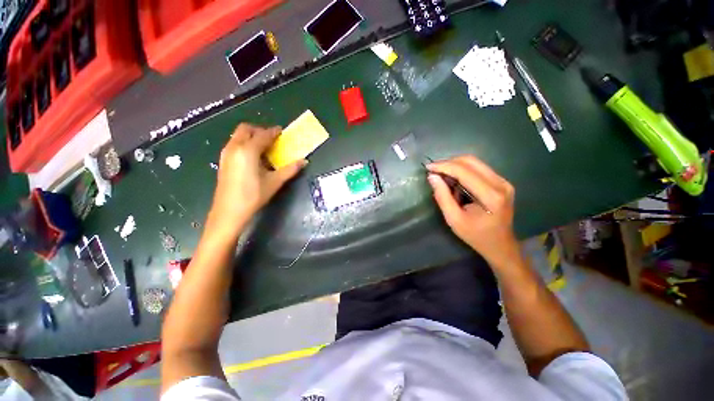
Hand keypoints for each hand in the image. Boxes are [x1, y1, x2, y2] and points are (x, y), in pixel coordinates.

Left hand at [211, 123, 305, 226]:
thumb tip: (304, 161)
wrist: (229, 212)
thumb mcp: (275, 182)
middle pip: (246, 129)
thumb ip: (290, 169)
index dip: (274, 132)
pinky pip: (235, 144)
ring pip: (239, 136)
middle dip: (260, 131)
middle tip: (272, 140)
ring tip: (265, 149)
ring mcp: (226, 153)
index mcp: (248, 150)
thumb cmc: (253, 196)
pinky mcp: (223, 161)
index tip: (282, 131)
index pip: (263, 135)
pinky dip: (245, 144)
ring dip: (252, 137)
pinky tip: (253, 159)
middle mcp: (234, 147)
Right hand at [427, 155, 519, 267]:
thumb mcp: (454, 219)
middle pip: (471, 161)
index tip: (428, 167)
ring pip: (475, 162)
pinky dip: (463, 170)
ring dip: (455, 165)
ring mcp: (503, 181)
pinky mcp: (501, 182)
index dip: (444, 166)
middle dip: (449, 162)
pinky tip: (454, 179)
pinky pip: (479, 168)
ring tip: (441, 175)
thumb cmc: (475, 235)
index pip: (464, 171)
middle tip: (433, 170)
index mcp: (491, 196)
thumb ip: (442, 196)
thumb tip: (432, 177)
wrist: (500, 245)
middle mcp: (500, 184)